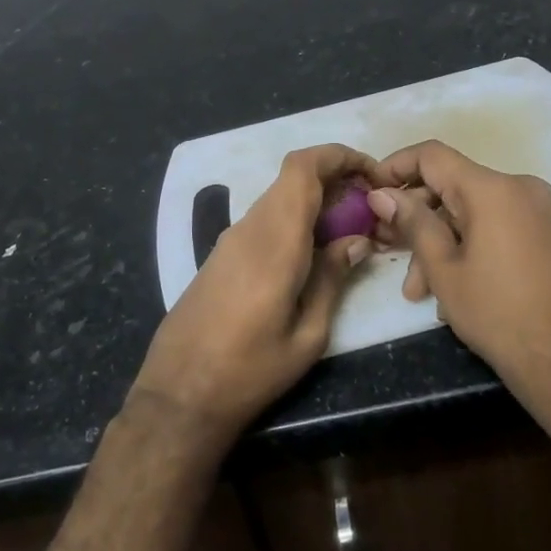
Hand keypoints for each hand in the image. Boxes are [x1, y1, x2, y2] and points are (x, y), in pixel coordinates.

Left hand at [130, 144, 374, 452]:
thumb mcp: (307, 335)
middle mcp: (250, 227)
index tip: (371, 173)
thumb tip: (357, 241)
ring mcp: (231, 239)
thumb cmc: (249, 371)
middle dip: (336, 180)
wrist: (178, 394)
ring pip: (280, 198)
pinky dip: (294, 221)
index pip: (303, 167)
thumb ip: (333, 279)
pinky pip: (265, 220)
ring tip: (350, 235)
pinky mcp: (220, 255)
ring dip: (316, 202)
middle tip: (369, 210)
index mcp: (275, 240)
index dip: (339, 156)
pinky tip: (313, 255)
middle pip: (294, 178)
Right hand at [367, 140, 550, 423]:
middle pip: (452, 186)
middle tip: (387, 249)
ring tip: (417, 291)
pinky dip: (469, 246)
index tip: (371, 191)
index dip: (395, 167)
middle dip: (416, 218)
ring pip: (472, 212)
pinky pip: (496, 226)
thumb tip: (381, 193)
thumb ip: (412, 223)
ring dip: (440, 242)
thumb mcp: (444, 270)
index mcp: (493, 189)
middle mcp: (519, 188)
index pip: (432, 155)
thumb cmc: (500, 315)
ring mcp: (538, 211)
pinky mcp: (547, 234)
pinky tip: (451, 291)